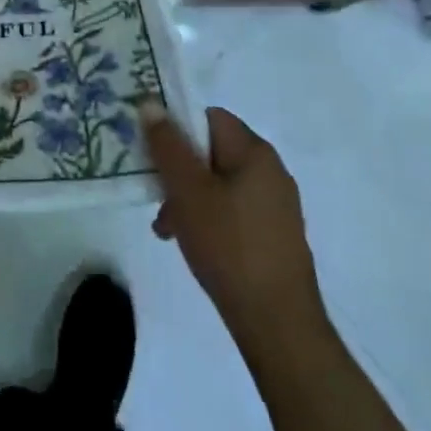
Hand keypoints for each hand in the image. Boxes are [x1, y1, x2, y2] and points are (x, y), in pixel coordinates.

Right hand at [141, 104, 323, 330]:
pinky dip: (209, 219)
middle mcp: (271, 171)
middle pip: (211, 152)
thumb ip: (167, 144)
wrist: (279, 328)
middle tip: (156, 195)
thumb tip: (151, 102)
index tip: (153, 152)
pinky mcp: (275, 237)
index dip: (177, 128)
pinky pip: (233, 211)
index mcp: (255, 152)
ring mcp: (276, 206)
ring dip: (189, 198)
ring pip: (219, 184)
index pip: (208, 117)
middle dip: (179, 171)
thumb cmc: (229, 247)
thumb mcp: (187, 190)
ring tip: (167, 228)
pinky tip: (191, 244)